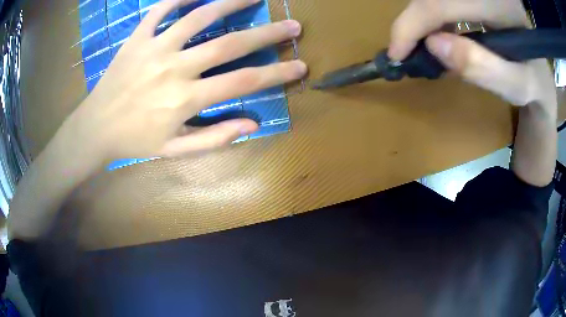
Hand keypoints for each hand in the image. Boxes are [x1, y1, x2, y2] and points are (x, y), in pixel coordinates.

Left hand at [61, 0, 305, 161]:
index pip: (242, 82)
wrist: (96, 128)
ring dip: (230, 3)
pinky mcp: (137, 39)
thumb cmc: (135, 140)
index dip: (276, 73)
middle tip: (292, 25)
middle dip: (266, 34)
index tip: (300, 65)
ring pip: (198, 17)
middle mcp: (174, 68)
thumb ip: (213, 137)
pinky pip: (160, 10)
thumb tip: (251, 125)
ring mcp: (154, 48)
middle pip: (229, 44)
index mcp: (185, 99)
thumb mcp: (175, 150)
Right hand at [389, 0, 555, 109]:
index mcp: (501, 6)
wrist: (541, 74)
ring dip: (420, 17)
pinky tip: (435, 32)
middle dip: (413, 20)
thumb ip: (483, 68)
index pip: (442, 1)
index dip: (413, 23)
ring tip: (420, 44)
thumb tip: (433, 45)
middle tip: (407, 50)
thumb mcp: (517, 87)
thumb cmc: (533, 85)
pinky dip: (430, 13)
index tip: (396, 53)